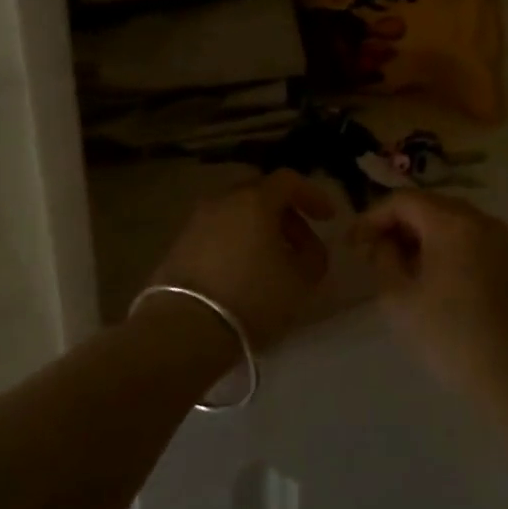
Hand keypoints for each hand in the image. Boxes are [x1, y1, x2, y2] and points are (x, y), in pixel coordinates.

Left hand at [146, 170, 334, 346]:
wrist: (184, 328)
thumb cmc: (252, 298)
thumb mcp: (300, 281)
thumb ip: (314, 256)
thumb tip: (309, 247)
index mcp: (254, 201)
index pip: (288, 180)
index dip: (313, 195)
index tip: (328, 218)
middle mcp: (222, 201)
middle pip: (259, 194)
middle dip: (285, 213)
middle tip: (301, 242)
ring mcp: (196, 222)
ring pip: (236, 214)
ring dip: (259, 230)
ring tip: (273, 262)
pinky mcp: (179, 245)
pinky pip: (217, 233)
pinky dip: (236, 243)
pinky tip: (244, 272)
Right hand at [353, 191, 507, 396]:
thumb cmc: (446, 334)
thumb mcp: (397, 297)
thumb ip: (383, 258)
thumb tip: (384, 242)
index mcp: (452, 223)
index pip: (404, 201)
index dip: (373, 217)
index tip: (354, 243)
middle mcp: (482, 221)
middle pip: (430, 206)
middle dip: (398, 224)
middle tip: (374, 251)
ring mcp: (503, 241)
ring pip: (454, 221)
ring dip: (423, 235)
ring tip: (403, 265)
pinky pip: (474, 239)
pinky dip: (449, 246)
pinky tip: (436, 275)